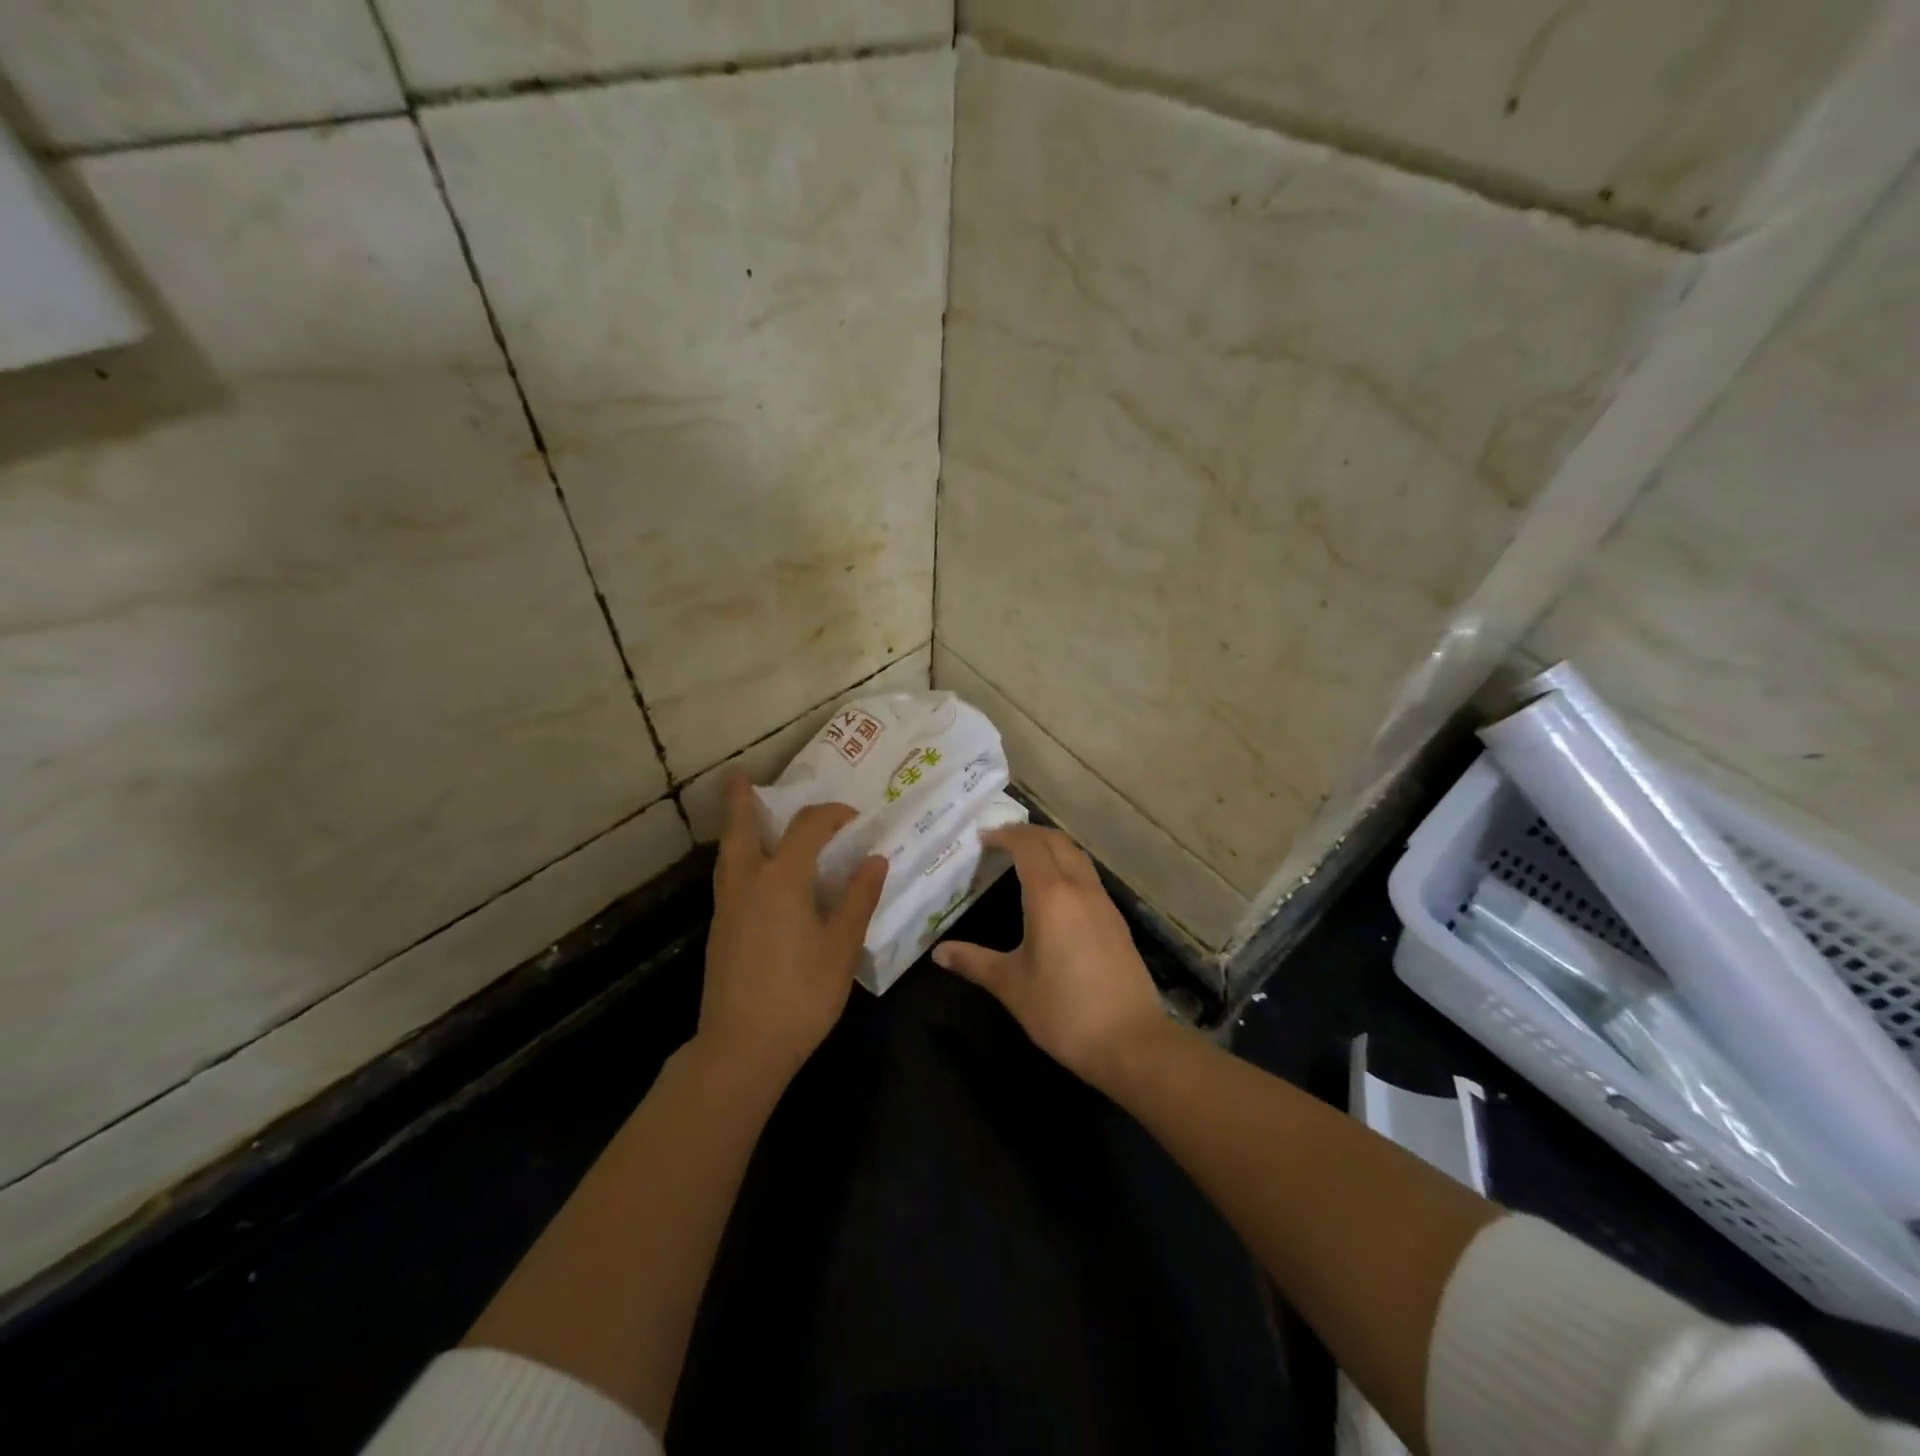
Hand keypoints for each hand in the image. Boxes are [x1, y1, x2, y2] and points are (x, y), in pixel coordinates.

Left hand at [701, 773, 887, 1085]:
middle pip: (740, 829)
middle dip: (741, 799)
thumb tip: (875, 859)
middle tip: (737, 773)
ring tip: (741, 811)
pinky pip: (727, 876)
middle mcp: (748, 883)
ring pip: (727, 853)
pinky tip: (750, 868)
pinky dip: (735, 855)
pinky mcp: (719, 930)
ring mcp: (727, 907)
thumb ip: (858, 898)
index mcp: (782, 880)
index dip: (831, 814)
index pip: (806, 828)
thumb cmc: (801, 995)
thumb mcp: (842, 946)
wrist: (742, 1047)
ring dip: (734, 826)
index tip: (853, 816)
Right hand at [933, 824, 1170, 1088]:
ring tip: (1026, 858)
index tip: (983, 838)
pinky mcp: (1117, 922)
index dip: (1005, 835)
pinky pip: (1089, 878)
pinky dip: (1068, 868)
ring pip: (1078, 857)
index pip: (1028, 846)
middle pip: (1057, 841)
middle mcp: (1080, 889)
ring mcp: (1104, 904)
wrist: (1130, 1041)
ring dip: (1052, 847)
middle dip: (1029, 833)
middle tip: (1002, 840)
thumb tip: (939, 952)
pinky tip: (1056, 893)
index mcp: (1051, 895)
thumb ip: (974, 962)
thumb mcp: (1011, 985)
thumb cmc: (1063, 1010)